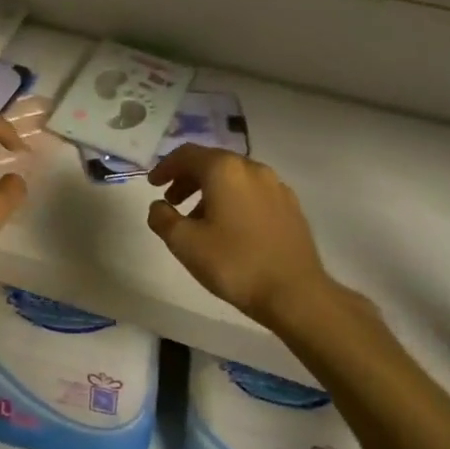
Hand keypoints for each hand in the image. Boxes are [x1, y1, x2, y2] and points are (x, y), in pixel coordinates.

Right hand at [146, 146, 335, 326]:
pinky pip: (253, 192)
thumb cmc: (235, 263)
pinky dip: (234, 200)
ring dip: (210, 191)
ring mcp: (275, 185)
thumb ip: (162, 218)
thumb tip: (158, 206)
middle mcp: (251, 168)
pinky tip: (230, 228)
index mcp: (224, 169)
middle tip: (172, 201)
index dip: (165, 168)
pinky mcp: (290, 205)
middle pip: (211, 162)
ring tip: (199, 220)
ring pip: (234, 178)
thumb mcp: (185, 243)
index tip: (153, 185)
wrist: (296, 294)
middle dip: (187, 178)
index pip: (187, 154)